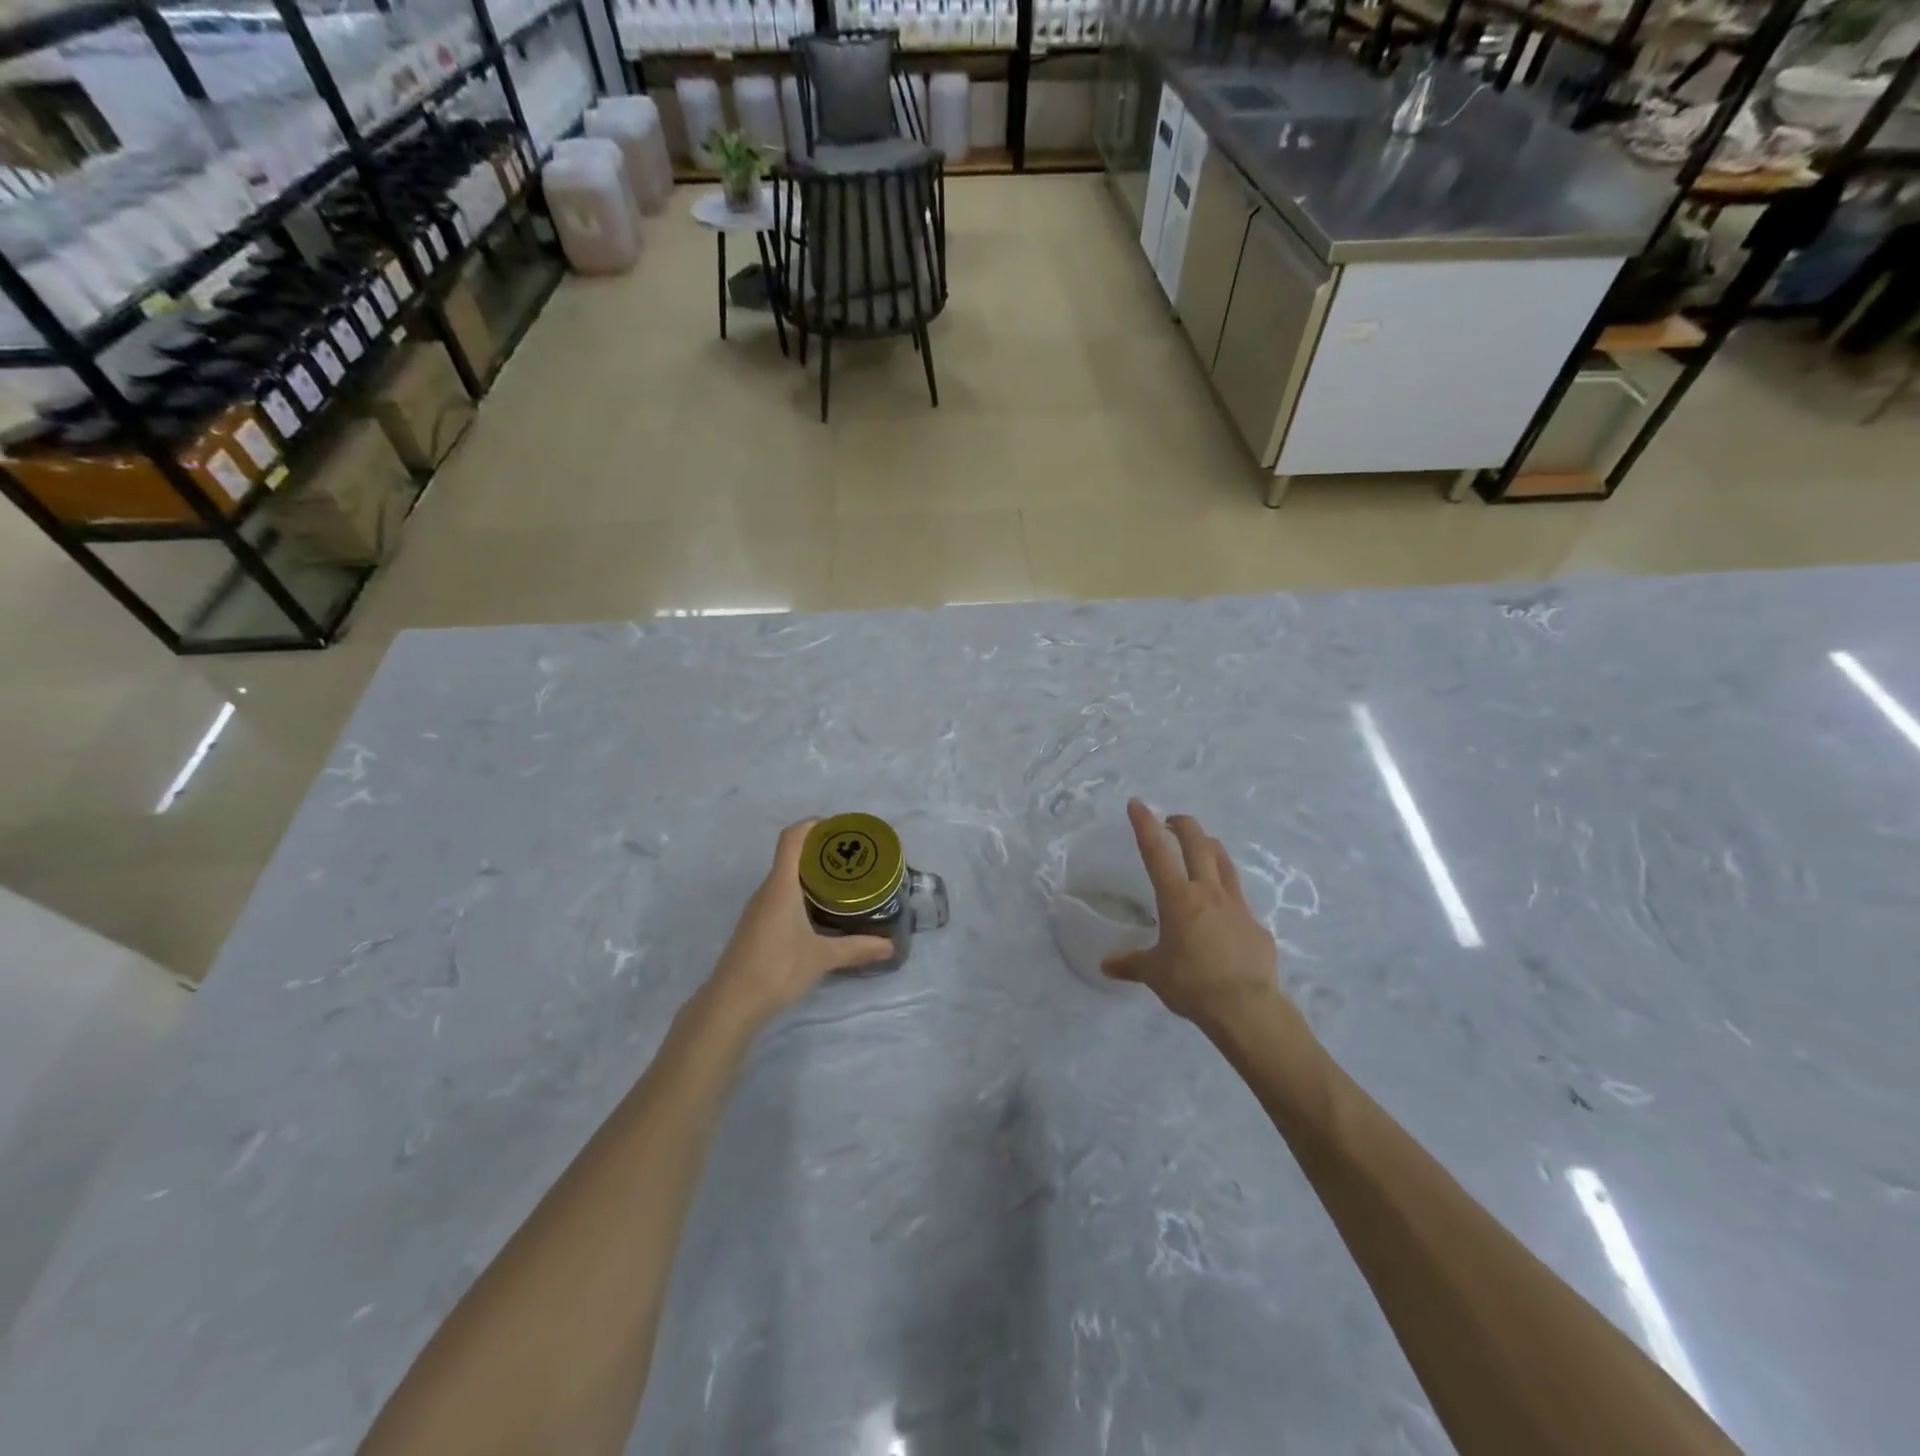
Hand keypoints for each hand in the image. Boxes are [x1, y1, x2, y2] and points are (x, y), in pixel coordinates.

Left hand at [708, 820, 894, 1022]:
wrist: (730, 1004)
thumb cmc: (776, 969)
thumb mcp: (822, 957)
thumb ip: (856, 948)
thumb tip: (890, 946)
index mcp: (781, 886)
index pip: (792, 839)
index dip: (812, 825)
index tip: (839, 827)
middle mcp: (767, 891)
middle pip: (791, 856)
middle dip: (820, 851)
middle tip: (852, 858)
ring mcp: (758, 909)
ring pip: (786, 879)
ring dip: (811, 874)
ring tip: (841, 882)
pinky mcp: (756, 927)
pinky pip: (781, 897)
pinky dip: (802, 894)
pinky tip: (820, 912)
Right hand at [1103, 800, 1289, 1027]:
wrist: (1246, 1008)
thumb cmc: (1191, 984)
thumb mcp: (1154, 974)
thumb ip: (1131, 964)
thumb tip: (1106, 966)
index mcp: (1178, 898)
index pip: (1156, 852)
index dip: (1145, 824)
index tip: (1138, 804)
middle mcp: (1208, 892)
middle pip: (1197, 844)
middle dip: (1183, 825)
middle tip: (1172, 820)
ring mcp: (1237, 906)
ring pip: (1225, 862)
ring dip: (1210, 847)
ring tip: (1202, 846)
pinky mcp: (1257, 926)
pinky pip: (1240, 902)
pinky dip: (1227, 896)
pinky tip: (1223, 913)